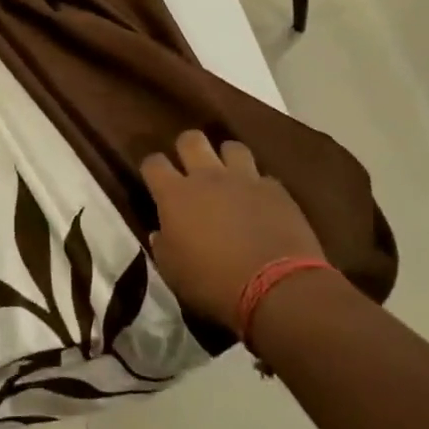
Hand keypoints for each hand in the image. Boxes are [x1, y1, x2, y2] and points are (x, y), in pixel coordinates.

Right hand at [142, 131, 324, 331]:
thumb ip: (163, 246)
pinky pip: (263, 176)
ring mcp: (244, 179)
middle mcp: (207, 177)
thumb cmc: (213, 284)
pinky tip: (260, 203)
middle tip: (190, 169)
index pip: (153, 163)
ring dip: (227, 159)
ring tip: (229, 178)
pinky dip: (258, 186)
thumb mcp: (173, 273)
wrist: (276, 289)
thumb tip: (159, 233)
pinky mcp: (276, 190)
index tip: (155, 181)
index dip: (152, 169)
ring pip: (231, 147)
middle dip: (187, 148)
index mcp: (175, 195)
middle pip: (191, 139)